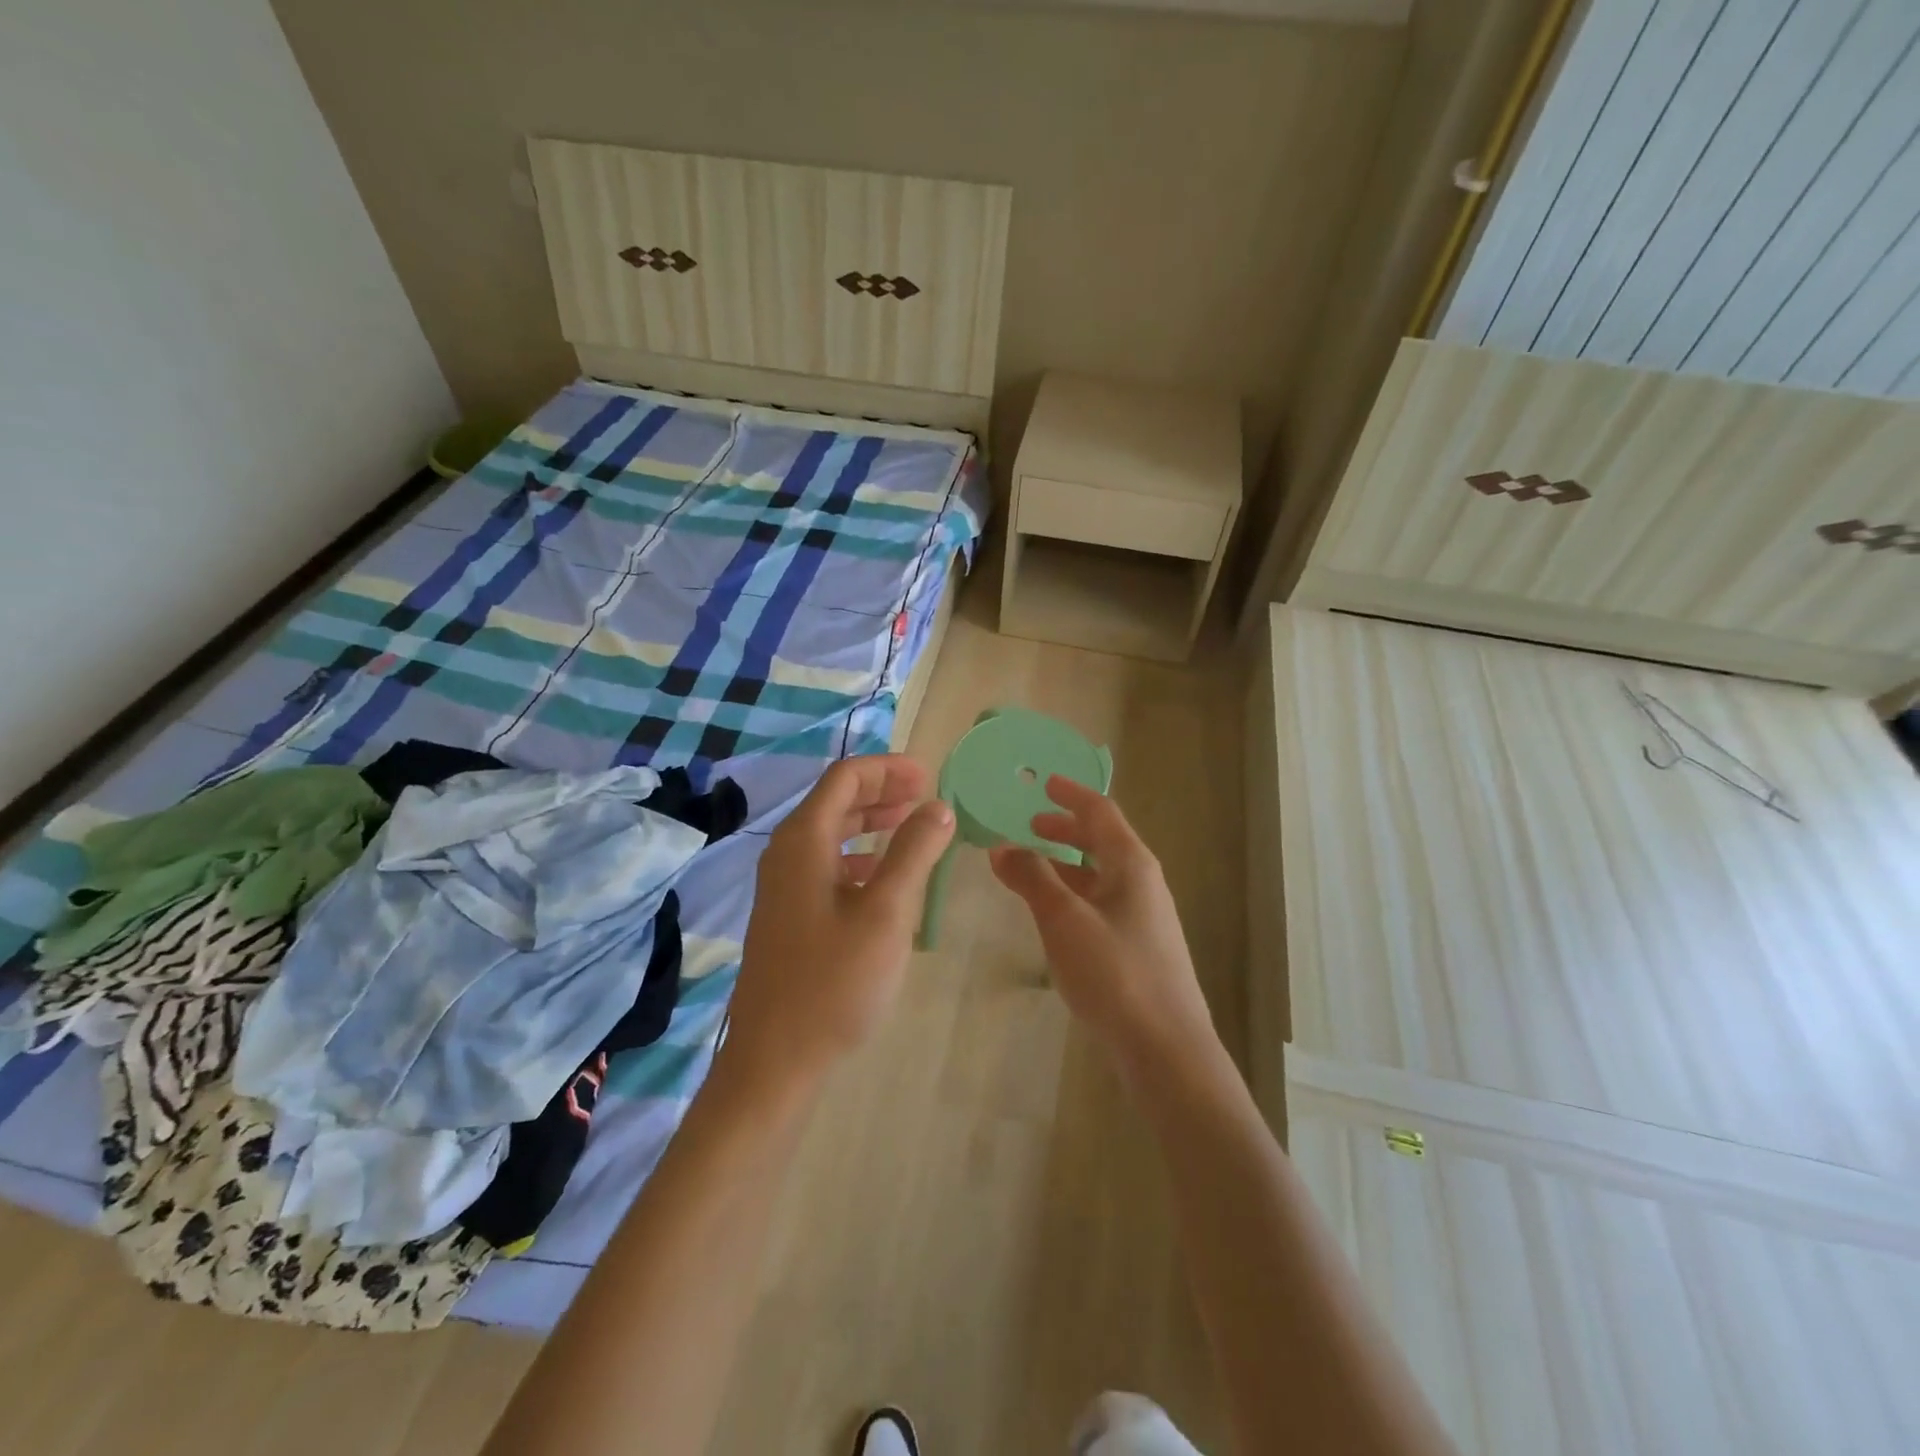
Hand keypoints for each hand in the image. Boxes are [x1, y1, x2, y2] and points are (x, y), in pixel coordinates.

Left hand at [724, 755, 953, 1096]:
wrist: (775, 1060)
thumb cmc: (834, 982)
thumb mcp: (886, 913)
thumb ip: (913, 853)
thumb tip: (938, 806)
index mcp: (803, 841)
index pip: (844, 778)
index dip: (888, 769)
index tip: (930, 776)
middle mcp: (787, 853)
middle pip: (835, 801)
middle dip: (883, 791)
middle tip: (928, 795)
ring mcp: (783, 886)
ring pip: (831, 833)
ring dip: (872, 822)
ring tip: (914, 826)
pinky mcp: (789, 914)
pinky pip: (827, 865)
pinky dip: (861, 856)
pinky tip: (885, 876)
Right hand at [990, 776, 1213, 1068]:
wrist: (1166, 1047)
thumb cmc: (1115, 972)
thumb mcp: (1064, 919)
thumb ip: (1032, 878)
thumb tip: (1002, 848)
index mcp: (1131, 864)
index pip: (1100, 812)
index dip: (1070, 794)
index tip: (1044, 783)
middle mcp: (1142, 883)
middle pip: (1103, 841)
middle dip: (1066, 829)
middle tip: (1030, 826)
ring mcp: (1143, 917)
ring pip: (1100, 875)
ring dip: (1067, 864)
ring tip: (1032, 868)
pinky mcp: (1138, 947)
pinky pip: (1101, 903)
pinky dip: (1073, 894)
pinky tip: (1053, 914)